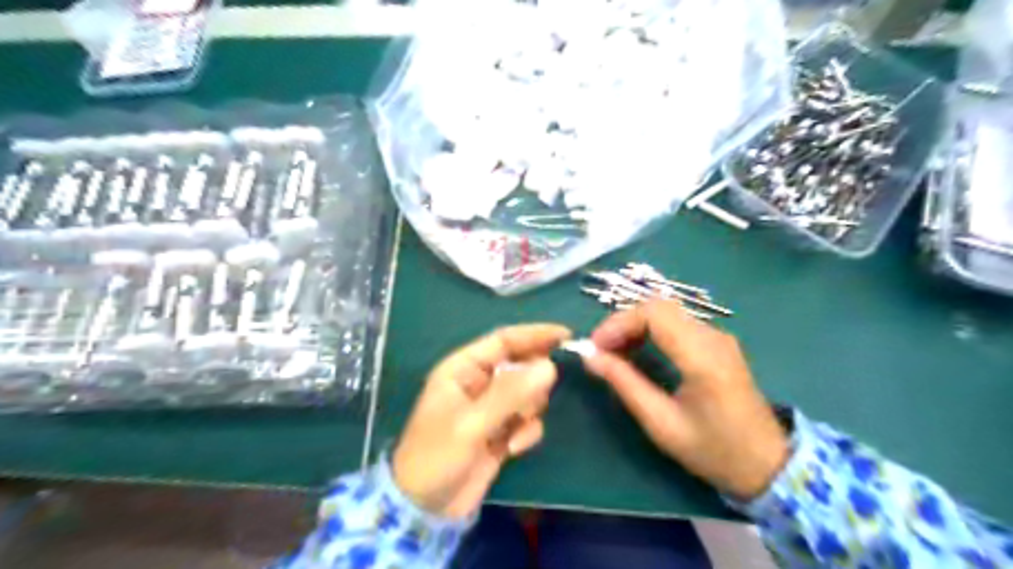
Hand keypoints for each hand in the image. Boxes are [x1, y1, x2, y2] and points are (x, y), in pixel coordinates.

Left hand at [392, 322, 568, 517]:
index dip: (534, 335)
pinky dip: (526, 432)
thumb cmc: (437, 457)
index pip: (504, 340)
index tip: (566, 336)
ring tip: (514, 431)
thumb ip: (510, 394)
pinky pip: (527, 420)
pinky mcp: (501, 431)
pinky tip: (512, 449)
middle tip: (533, 402)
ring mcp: (492, 407)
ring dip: (528, 410)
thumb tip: (549, 367)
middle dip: (533, 382)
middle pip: (520, 366)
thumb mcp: (471, 424)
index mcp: (463, 369)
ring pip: (528, 393)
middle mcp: (479, 383)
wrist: (426, 508)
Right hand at [583, 301, 785, 499]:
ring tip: (614, 352)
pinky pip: (677, 323)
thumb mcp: (662, 424)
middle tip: (601, 350)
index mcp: (703, 357)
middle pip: (658, 307)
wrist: (768, 464)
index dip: (618, 323)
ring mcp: (719, 337)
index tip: (595, 346)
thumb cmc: (713, 451)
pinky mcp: (718, 343)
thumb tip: (590, 357)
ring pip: (666, 312)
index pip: (654, 314)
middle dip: (623, 323)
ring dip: (635, 325)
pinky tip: (637, 350)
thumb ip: (625, 384)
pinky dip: (650, 330)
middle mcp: (713, 337)